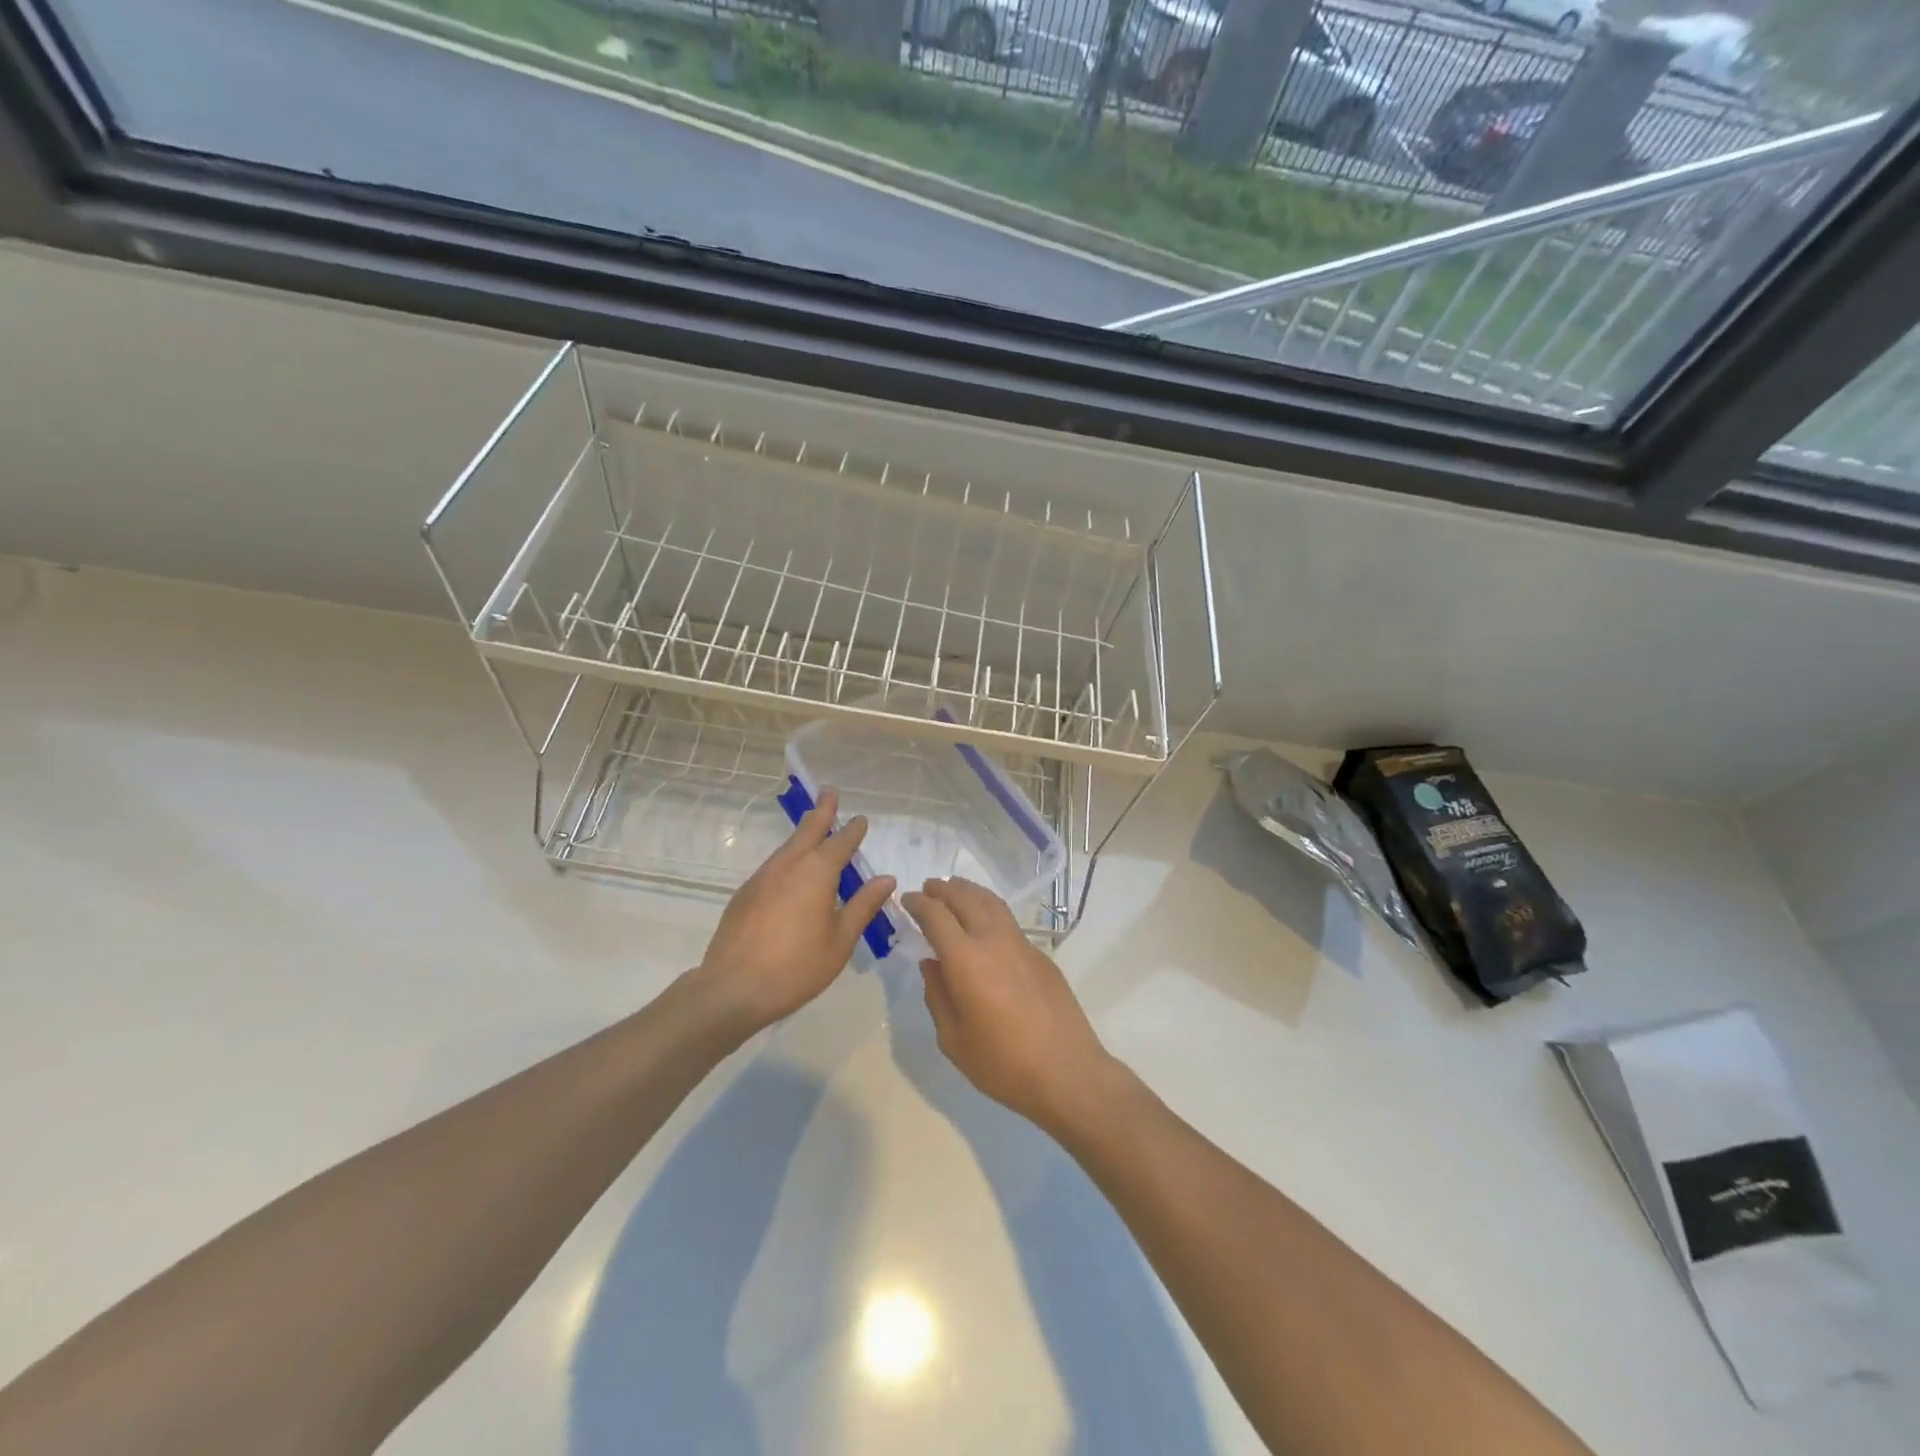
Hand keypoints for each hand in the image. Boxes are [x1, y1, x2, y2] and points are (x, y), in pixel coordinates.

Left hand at [691, 790, 895, 1036]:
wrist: (733, 988)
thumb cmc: (796, 967)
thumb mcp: (840, 940)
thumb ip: (863, 906)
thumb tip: (885, 878)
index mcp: (817, 873)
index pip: (840, 843)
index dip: (852, 831)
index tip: (861, 819)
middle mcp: (788, 866)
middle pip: (808, 830)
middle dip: (821, 811)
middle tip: (829, 792)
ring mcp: (762, 877)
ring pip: (787, 846)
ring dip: (803, 834)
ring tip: (813, 828)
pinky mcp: (744, 894)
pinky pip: (773, 866)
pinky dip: (787, 858)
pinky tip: (790, 873)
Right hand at [902, 878, 1118, 1131]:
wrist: (1066, 1071)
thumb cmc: (1002, 1064)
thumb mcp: (953, 1039)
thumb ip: (937, 995)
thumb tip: (931, 963)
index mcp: (966, 960)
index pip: (936, 916)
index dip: (919, 903)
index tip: (907, 900)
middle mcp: (993, 940)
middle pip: (966, 899)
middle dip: (943, 890)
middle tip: (928, 888)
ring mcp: (1021, 944)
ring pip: (992, 903)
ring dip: (969, 891)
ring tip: (954, 890)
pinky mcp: (1041, 955)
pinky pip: (1008, 920)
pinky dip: (990, 909)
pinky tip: (985, 922)